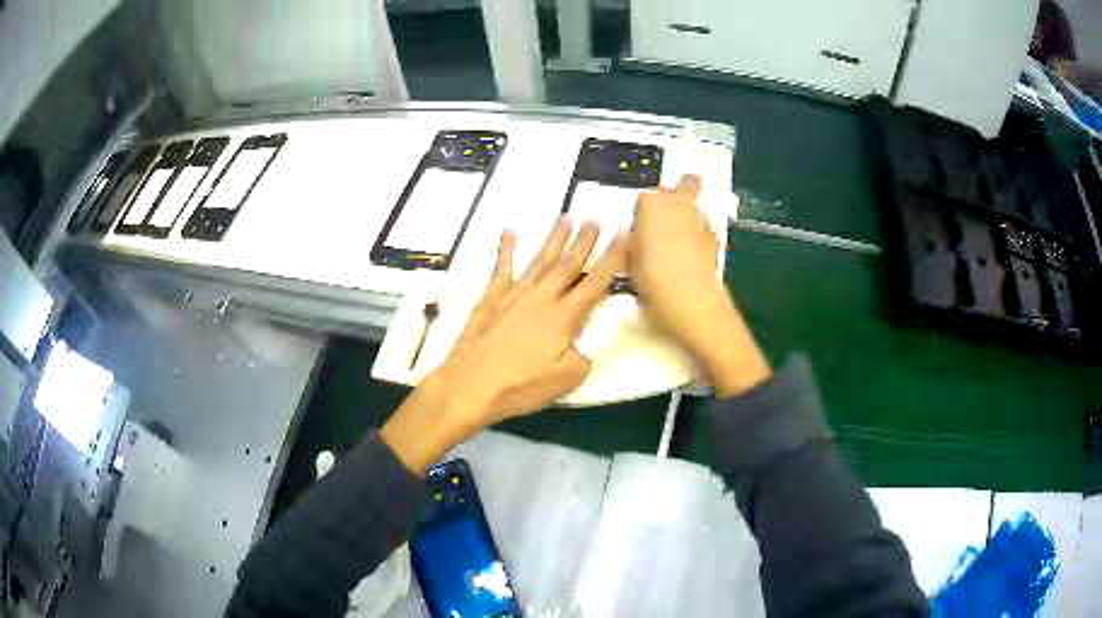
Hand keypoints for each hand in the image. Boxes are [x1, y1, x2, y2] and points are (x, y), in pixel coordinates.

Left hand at [381, 218, 626, 471]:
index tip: (623, 234)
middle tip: (595, 218)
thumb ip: (587, 350)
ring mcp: (514, 294)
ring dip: (555, 238)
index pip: (595, 282)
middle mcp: (542, 297)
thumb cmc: (521, 386)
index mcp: (564, 317)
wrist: (470, 384)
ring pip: (540, 259)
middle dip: (585, 240)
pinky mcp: (491, 297)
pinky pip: (501, 266)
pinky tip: (510, 231)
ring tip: (567, 217)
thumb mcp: (567, 378)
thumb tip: (594, 328)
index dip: (612, 258)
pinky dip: (506, 248)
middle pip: (568, 263)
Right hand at [630, 175, 770, 396]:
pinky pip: (704, 231)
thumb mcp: (629, 260)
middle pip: (686, 183)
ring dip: (689, 219)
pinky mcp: (716, 238)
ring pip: (697, 208)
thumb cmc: (652, 278)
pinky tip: (691, 259)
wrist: (690, 299)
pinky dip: (699, 238)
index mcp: (652, 203)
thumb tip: (640, 238)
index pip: (644, 198)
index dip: (643, 215)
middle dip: (679, 192)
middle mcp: (680, 204)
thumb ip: (635, 241)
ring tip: (677, 246)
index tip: (639, 232)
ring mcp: (701, 220)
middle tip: (667, 217)